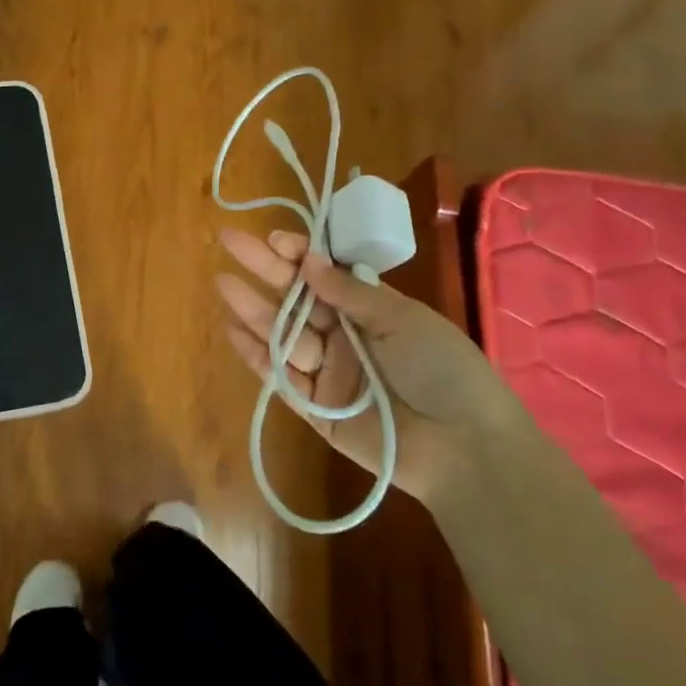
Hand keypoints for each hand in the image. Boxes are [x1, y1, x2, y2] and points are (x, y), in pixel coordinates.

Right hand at [214, 227, 520, 499]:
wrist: (462, 446)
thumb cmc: (442, 369)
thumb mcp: (404, 319)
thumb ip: (352, 293)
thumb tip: (309, 260)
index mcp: (371, 309)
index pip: (326, 274)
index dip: (299, 255)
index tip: (274, 239)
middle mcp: (344, 336)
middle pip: (297, 298)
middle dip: (264, 270)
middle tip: (230, 242)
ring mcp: (327, 371)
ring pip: (283, 334)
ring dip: (253, 308)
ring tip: (223, 283)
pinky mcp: (314, 408)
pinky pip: (280, 376)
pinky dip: (256, 355)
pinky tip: (232, 330)